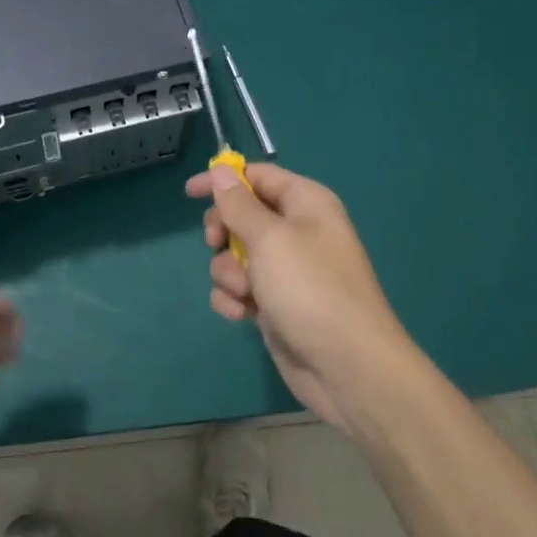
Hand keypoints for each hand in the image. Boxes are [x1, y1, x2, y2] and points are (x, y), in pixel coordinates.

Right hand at [186, 163, 416, 436]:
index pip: (257, 176)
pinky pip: (240, 288)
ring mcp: (286, 270)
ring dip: (228, 273)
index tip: (189, 193)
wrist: (346, 366)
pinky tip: (242, 314)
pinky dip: (235, 298)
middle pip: (241, 216)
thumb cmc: (310, 288)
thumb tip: (221, 170)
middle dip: (223, 233)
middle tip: (216, 243)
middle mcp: (297, 231)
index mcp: (305, 203)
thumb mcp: (269, 238)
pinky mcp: (276, 303)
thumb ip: (239, 204)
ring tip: (244, 292)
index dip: (223, 180)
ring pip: (235, 256)